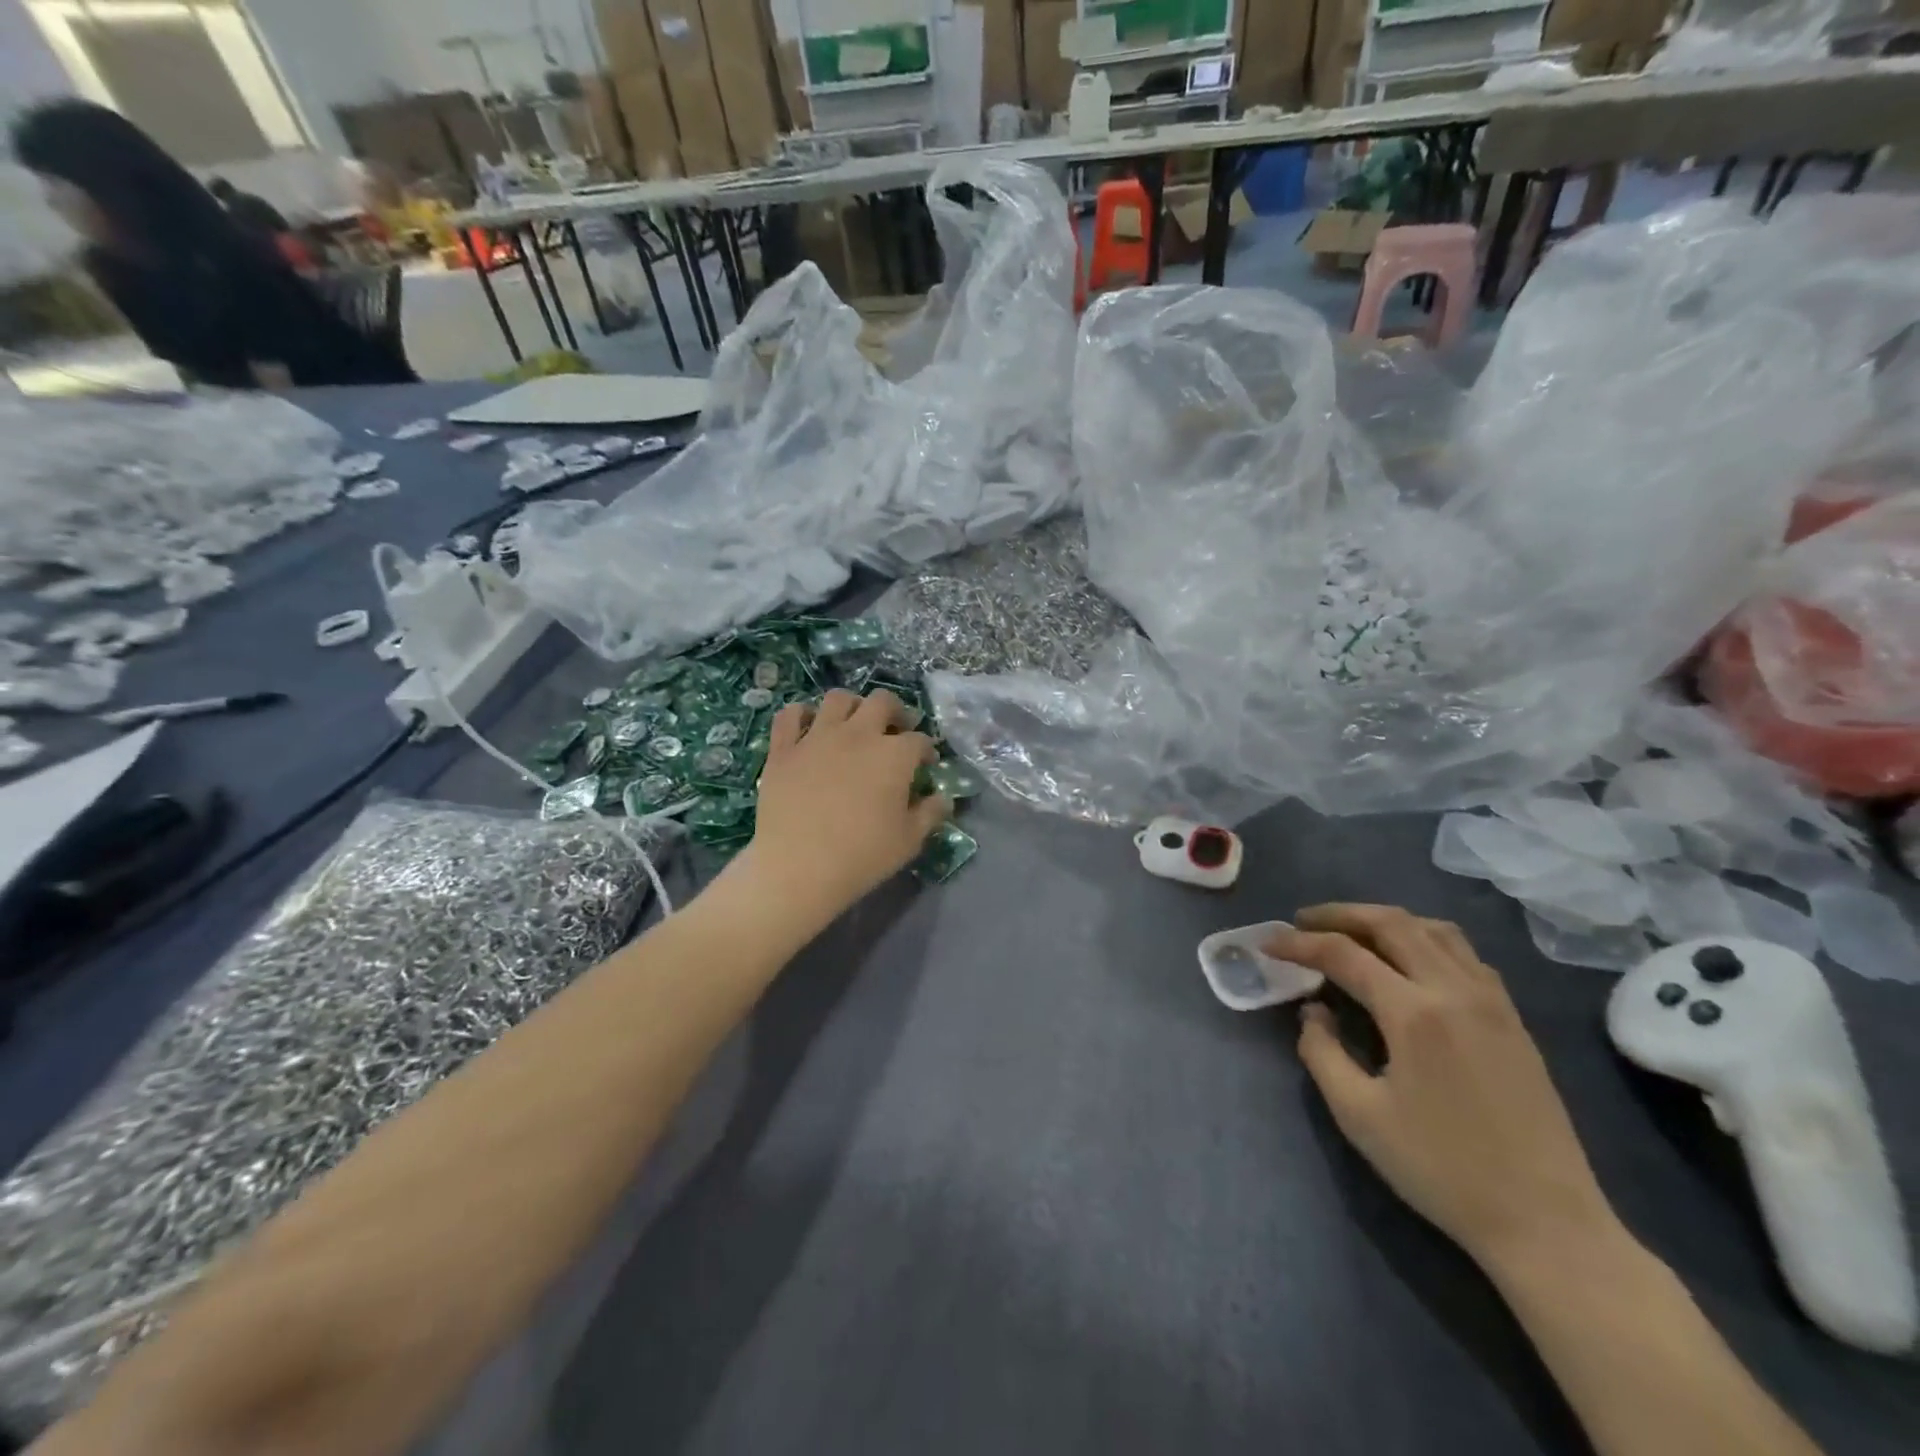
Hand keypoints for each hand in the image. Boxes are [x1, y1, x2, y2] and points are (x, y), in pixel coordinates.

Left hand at [736, 689, 950, 923]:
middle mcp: (859, 734)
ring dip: (852, 706)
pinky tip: (808, 727)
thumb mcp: (909, 841)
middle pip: (882, 702)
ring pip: (838, 698)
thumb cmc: (862, 856)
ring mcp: (818, 737)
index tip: (926, 764)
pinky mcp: (784, 748)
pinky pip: (790, 715)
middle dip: (895, 711)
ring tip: (854, 724)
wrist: (797, 866)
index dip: (926, 750)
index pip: (920, 740)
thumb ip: (930, 813)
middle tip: (895, 731)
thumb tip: (943, 797)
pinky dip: (801, 715)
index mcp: (894, 755)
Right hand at [1268, 905, 1619, 1272]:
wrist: (1547, 1222)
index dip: (1299, 943)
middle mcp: (1454, 991)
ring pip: (1433, 930)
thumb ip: (1322, 1052)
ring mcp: (1492, 1001)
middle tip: (1303, 922)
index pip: (1344, 954)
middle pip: (1391, 923)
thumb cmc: (1442, 1171)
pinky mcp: (1513, 1019)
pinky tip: (1408, 962)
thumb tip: (1313, 1010)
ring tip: (1352, 933)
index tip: (1268, 944)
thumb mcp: (1359, 1116)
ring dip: (1384, 920)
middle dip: (1340, 915)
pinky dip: (1424, 939)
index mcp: (1414, 1014)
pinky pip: (1463, 953)